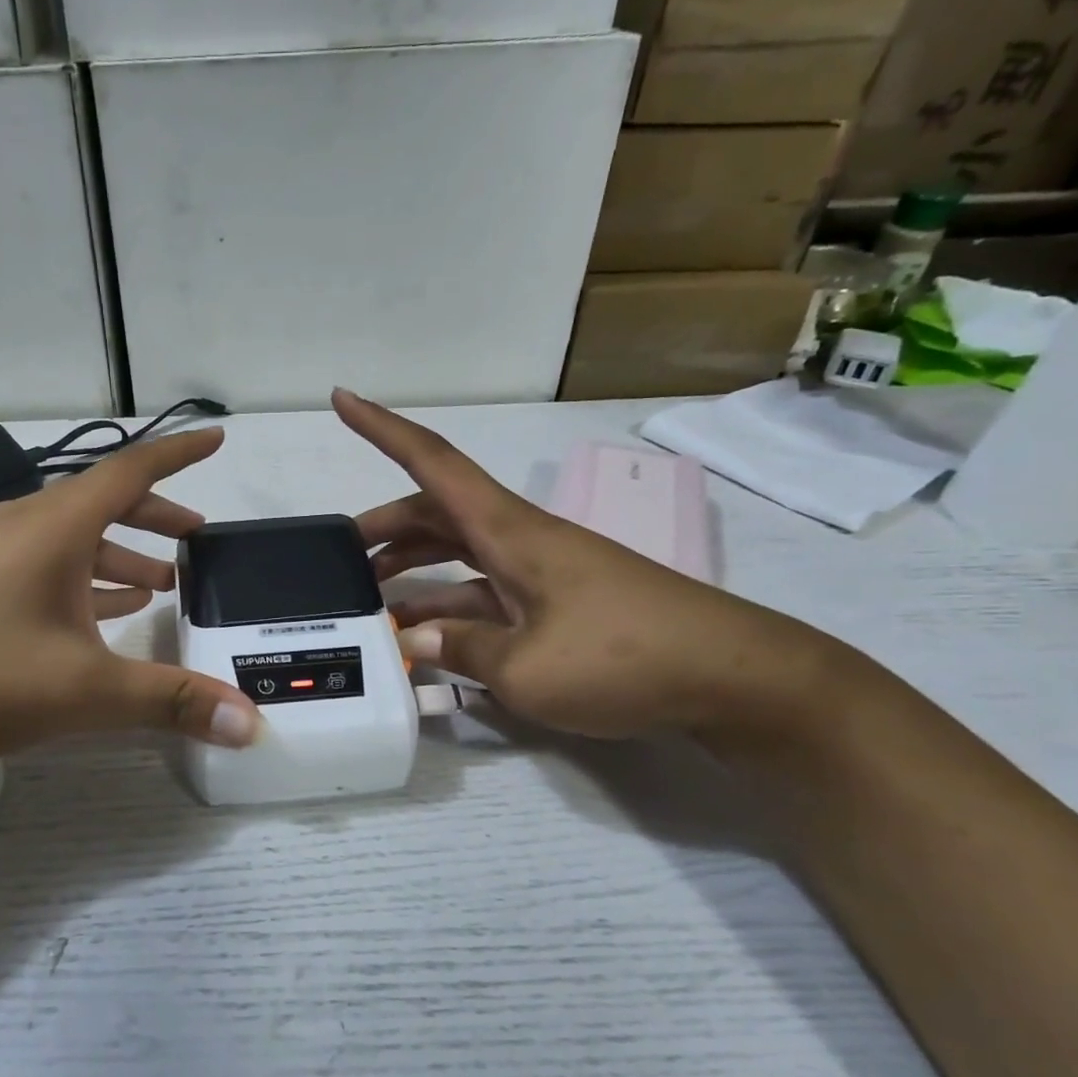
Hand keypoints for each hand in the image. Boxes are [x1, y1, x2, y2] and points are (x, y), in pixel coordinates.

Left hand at [0, 428, 260, 770]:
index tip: (216, 440)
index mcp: (53, 527)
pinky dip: (79, 581)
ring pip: (69, 540)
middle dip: (155, 518)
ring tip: (158, 584)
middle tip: (196, 539)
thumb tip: (251, 723)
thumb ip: (169, 702)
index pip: (130, 471)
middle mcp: (21, 526)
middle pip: (102, 504)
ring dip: (118, 555)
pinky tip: (95, 615)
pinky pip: (39, 568)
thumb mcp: (84, 690)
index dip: (178, 455)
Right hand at [335, 390, 828, 740]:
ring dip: (415, 567)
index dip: (383, 429)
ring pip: (459, 554)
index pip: (434, 463)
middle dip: (386, 526)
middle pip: (438, 513)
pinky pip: (486, 592)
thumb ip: (461, 650)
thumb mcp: (528, 670)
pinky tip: (428, 636)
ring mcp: (541, 572)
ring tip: (373, 599)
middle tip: (342, 555)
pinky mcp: (558, 604)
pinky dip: (450, 607)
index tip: (343, 398)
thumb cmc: (626, 659)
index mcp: (511, 532)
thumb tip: (414, 640)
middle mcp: (521, 540)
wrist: (736, 678)